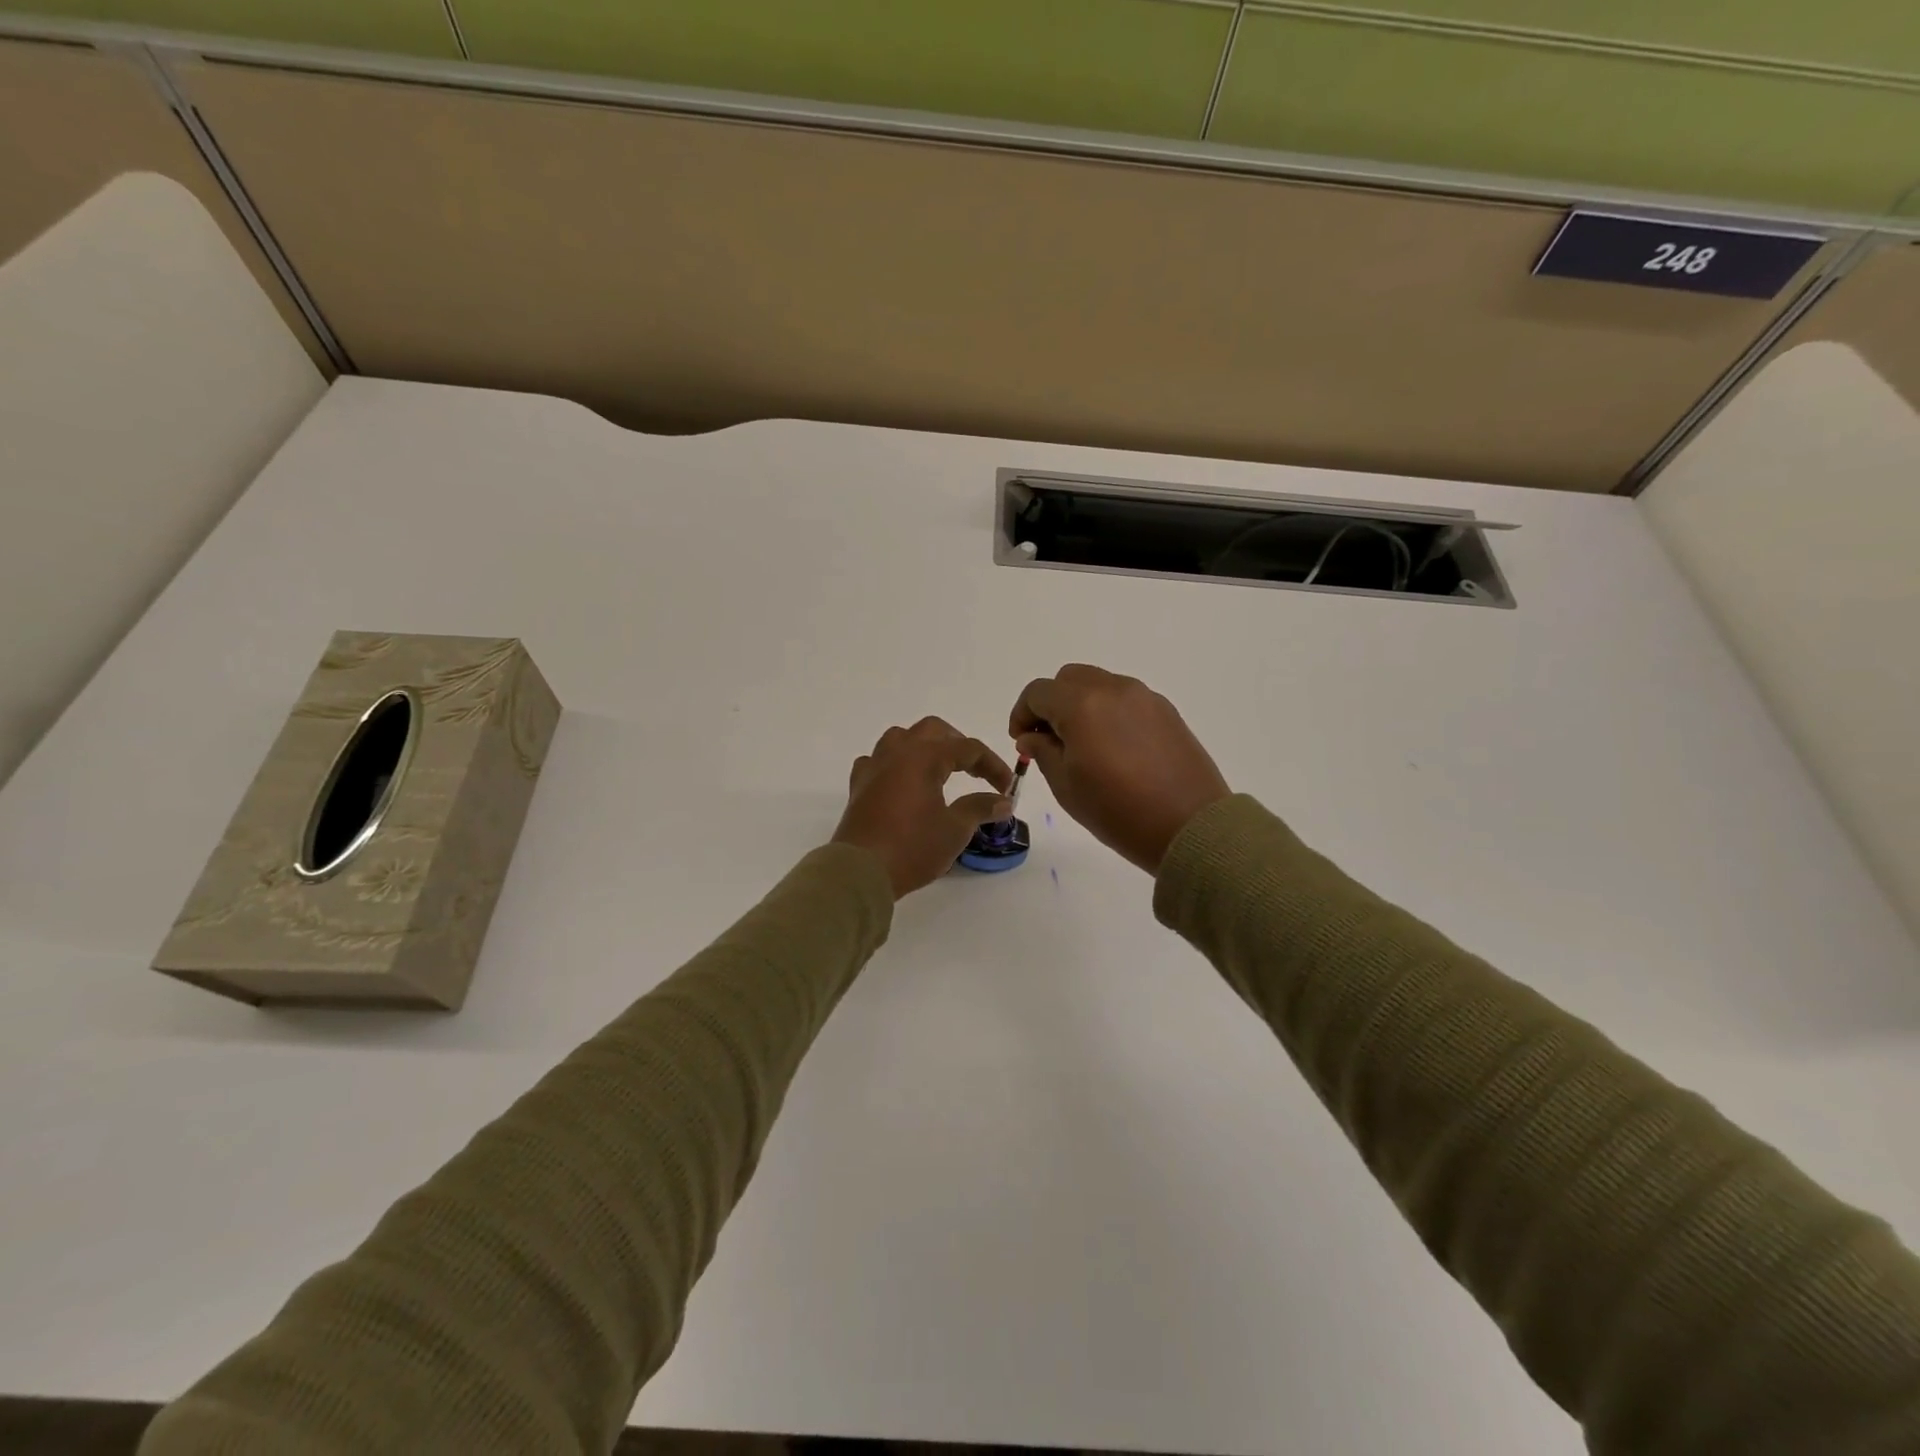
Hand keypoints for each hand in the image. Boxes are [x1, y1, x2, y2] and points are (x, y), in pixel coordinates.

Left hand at [832, 718, 1015, 898]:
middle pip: (933, 730)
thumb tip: (1003, 801)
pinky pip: (878, 761)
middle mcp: (897, 753)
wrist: (860, 872)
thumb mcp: (955, 829)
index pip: (968, 748)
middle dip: (958, 744)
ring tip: (939, 770)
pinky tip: (902, 782)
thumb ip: (980, 808)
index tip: (1007, 788)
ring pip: (900, 738)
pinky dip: (894, 765)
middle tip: (975, 770)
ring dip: (924, 747)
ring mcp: (874, 767)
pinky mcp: (859, 786)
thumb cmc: (912, 847)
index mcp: (924, 757)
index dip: (992, 765)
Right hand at [1010, 664, 1229, 874]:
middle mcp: (1113, 689)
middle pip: (1068, 679)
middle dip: (1051, 704)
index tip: (1021, 741)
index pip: (1038, 692)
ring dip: (1080, 705)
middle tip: (1048, 740)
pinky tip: (1112, 747)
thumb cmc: (1118, 811)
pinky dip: (1108, 711)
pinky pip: (1125, 699)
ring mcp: (1144, 697)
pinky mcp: (1166, 710)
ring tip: (1082, 745)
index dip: (1022, 714)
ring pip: (1099, 685)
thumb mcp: (1066, 786)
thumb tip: (1032, 735)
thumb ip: (1043, 751)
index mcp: (1082, 705)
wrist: (1190, 827)